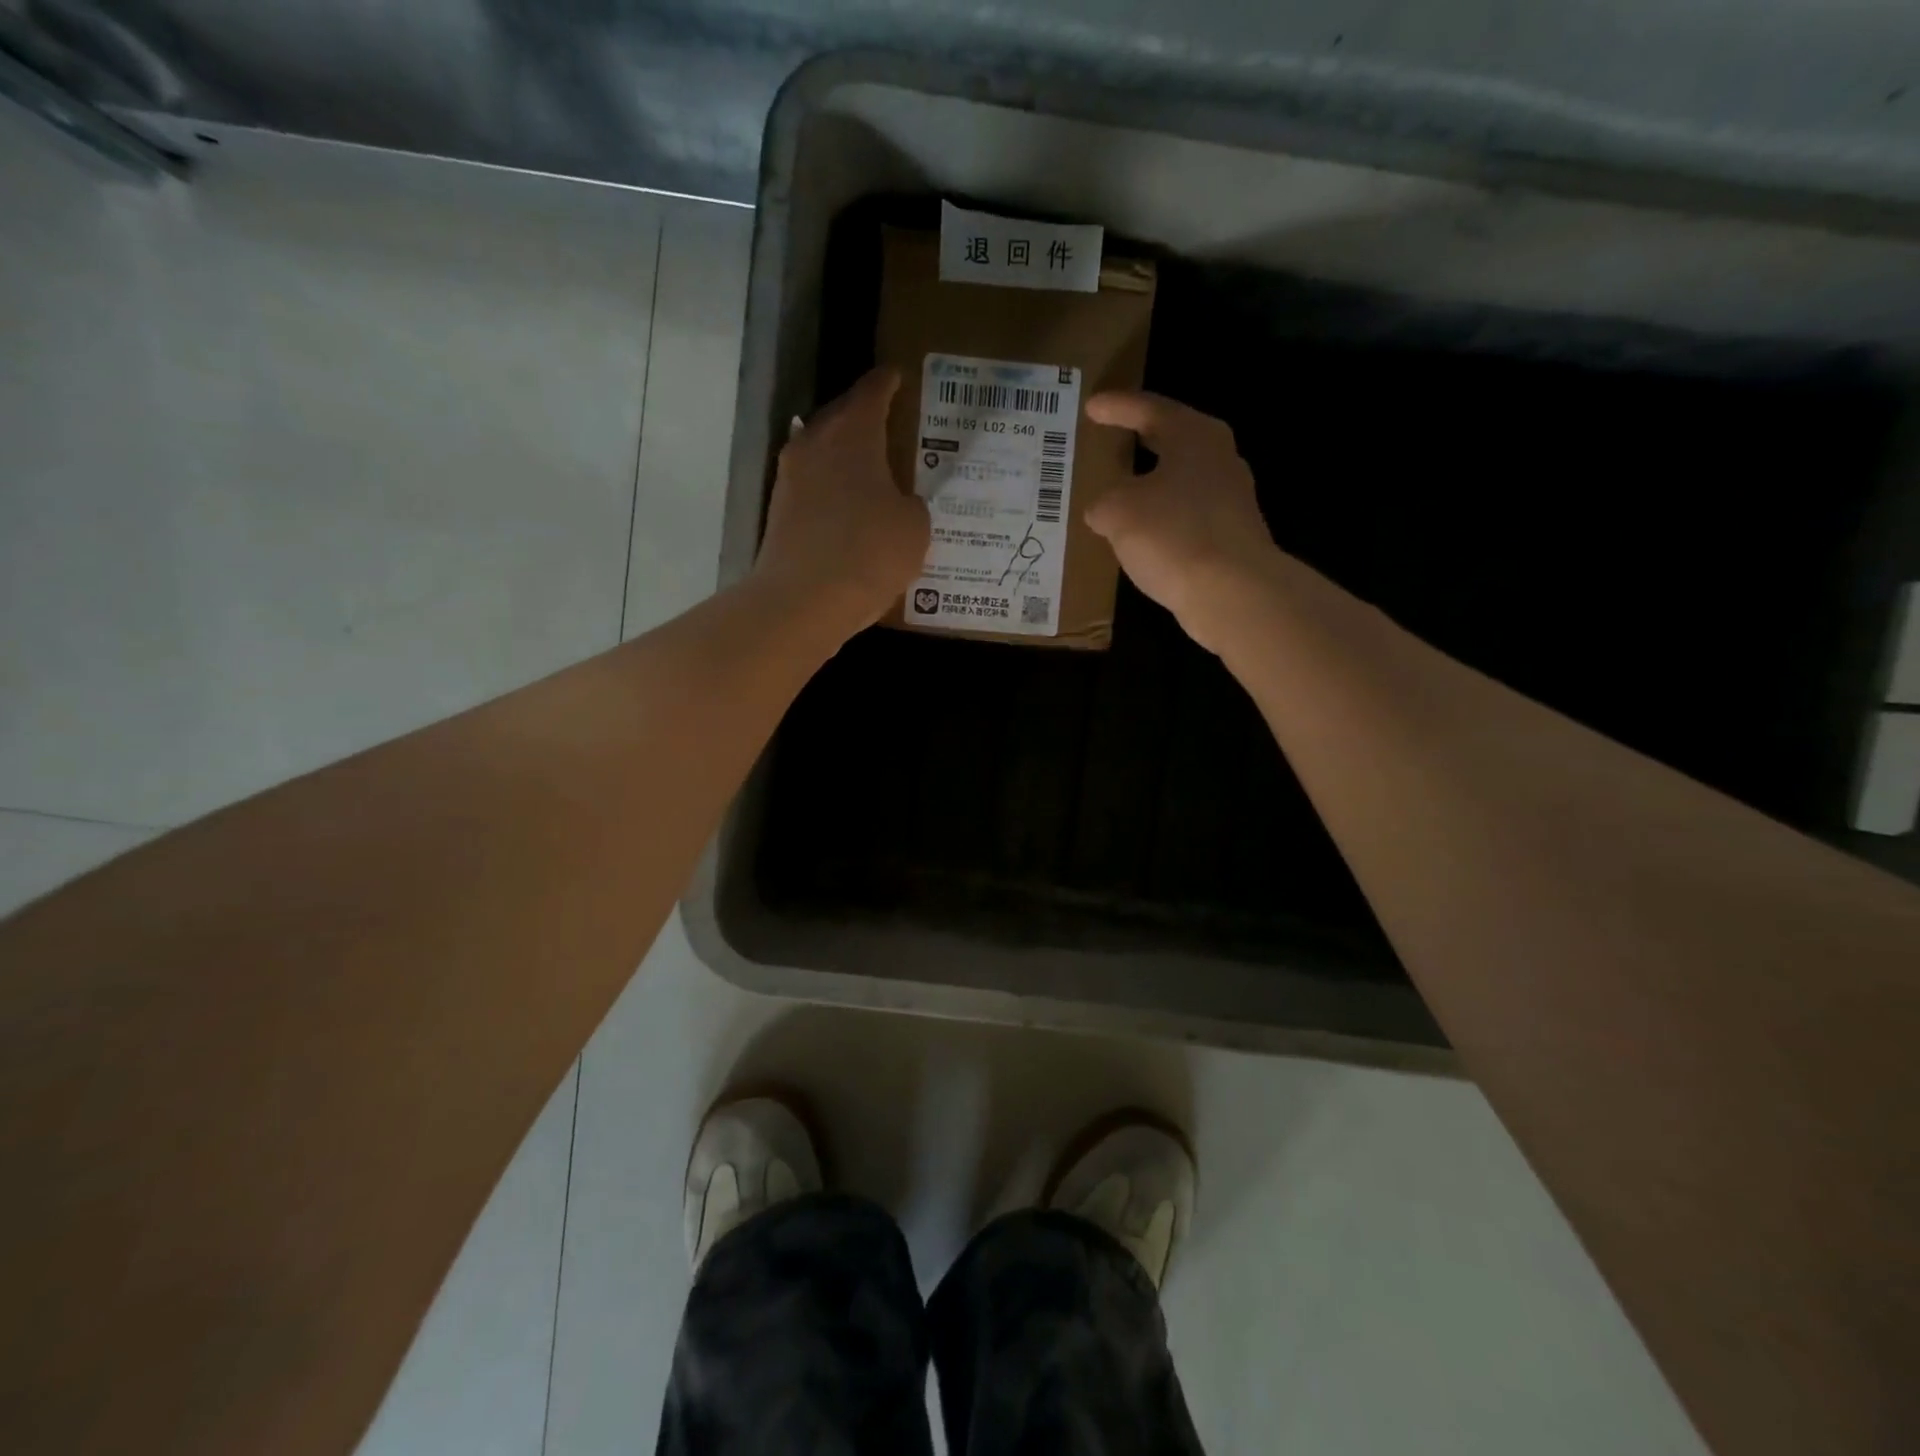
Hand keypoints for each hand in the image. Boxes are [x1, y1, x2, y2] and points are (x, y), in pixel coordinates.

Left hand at [755, 367, 929, 631]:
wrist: (804, 600)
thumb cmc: (870, 551)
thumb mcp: (914, 527)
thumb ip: (910, 504)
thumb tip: (897, 504)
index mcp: (852, 433)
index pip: (872, 392)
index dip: (888, 383)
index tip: (897, 376)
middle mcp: (814, 444)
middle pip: (839, 418)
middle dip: (862, 417)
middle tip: (888, 423)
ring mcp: (790, 479)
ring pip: (821, 454)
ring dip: (843, 457)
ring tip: (869, 469)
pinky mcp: (779, 514)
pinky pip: (812, 489)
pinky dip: (830, 492)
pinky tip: (847, 510)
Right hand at [1083, 391, 1282, 652]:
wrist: (1233, 592)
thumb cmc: (1173, 535)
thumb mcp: (1118, 512)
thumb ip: (1103, 503)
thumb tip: (1102, 510)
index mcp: (1194, 436)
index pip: (1149, 409)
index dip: (1116, 407)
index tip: (1092, 406)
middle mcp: (1219, 458)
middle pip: (1173, 439)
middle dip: (1141, 439)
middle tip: (1112, 436)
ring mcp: (1230, 498)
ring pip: (1181, 479)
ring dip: (1152, 482)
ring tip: (1121, 489)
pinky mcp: (1231, 535)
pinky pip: (1186, 515)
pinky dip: (1162, 517)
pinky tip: (1142, 533)